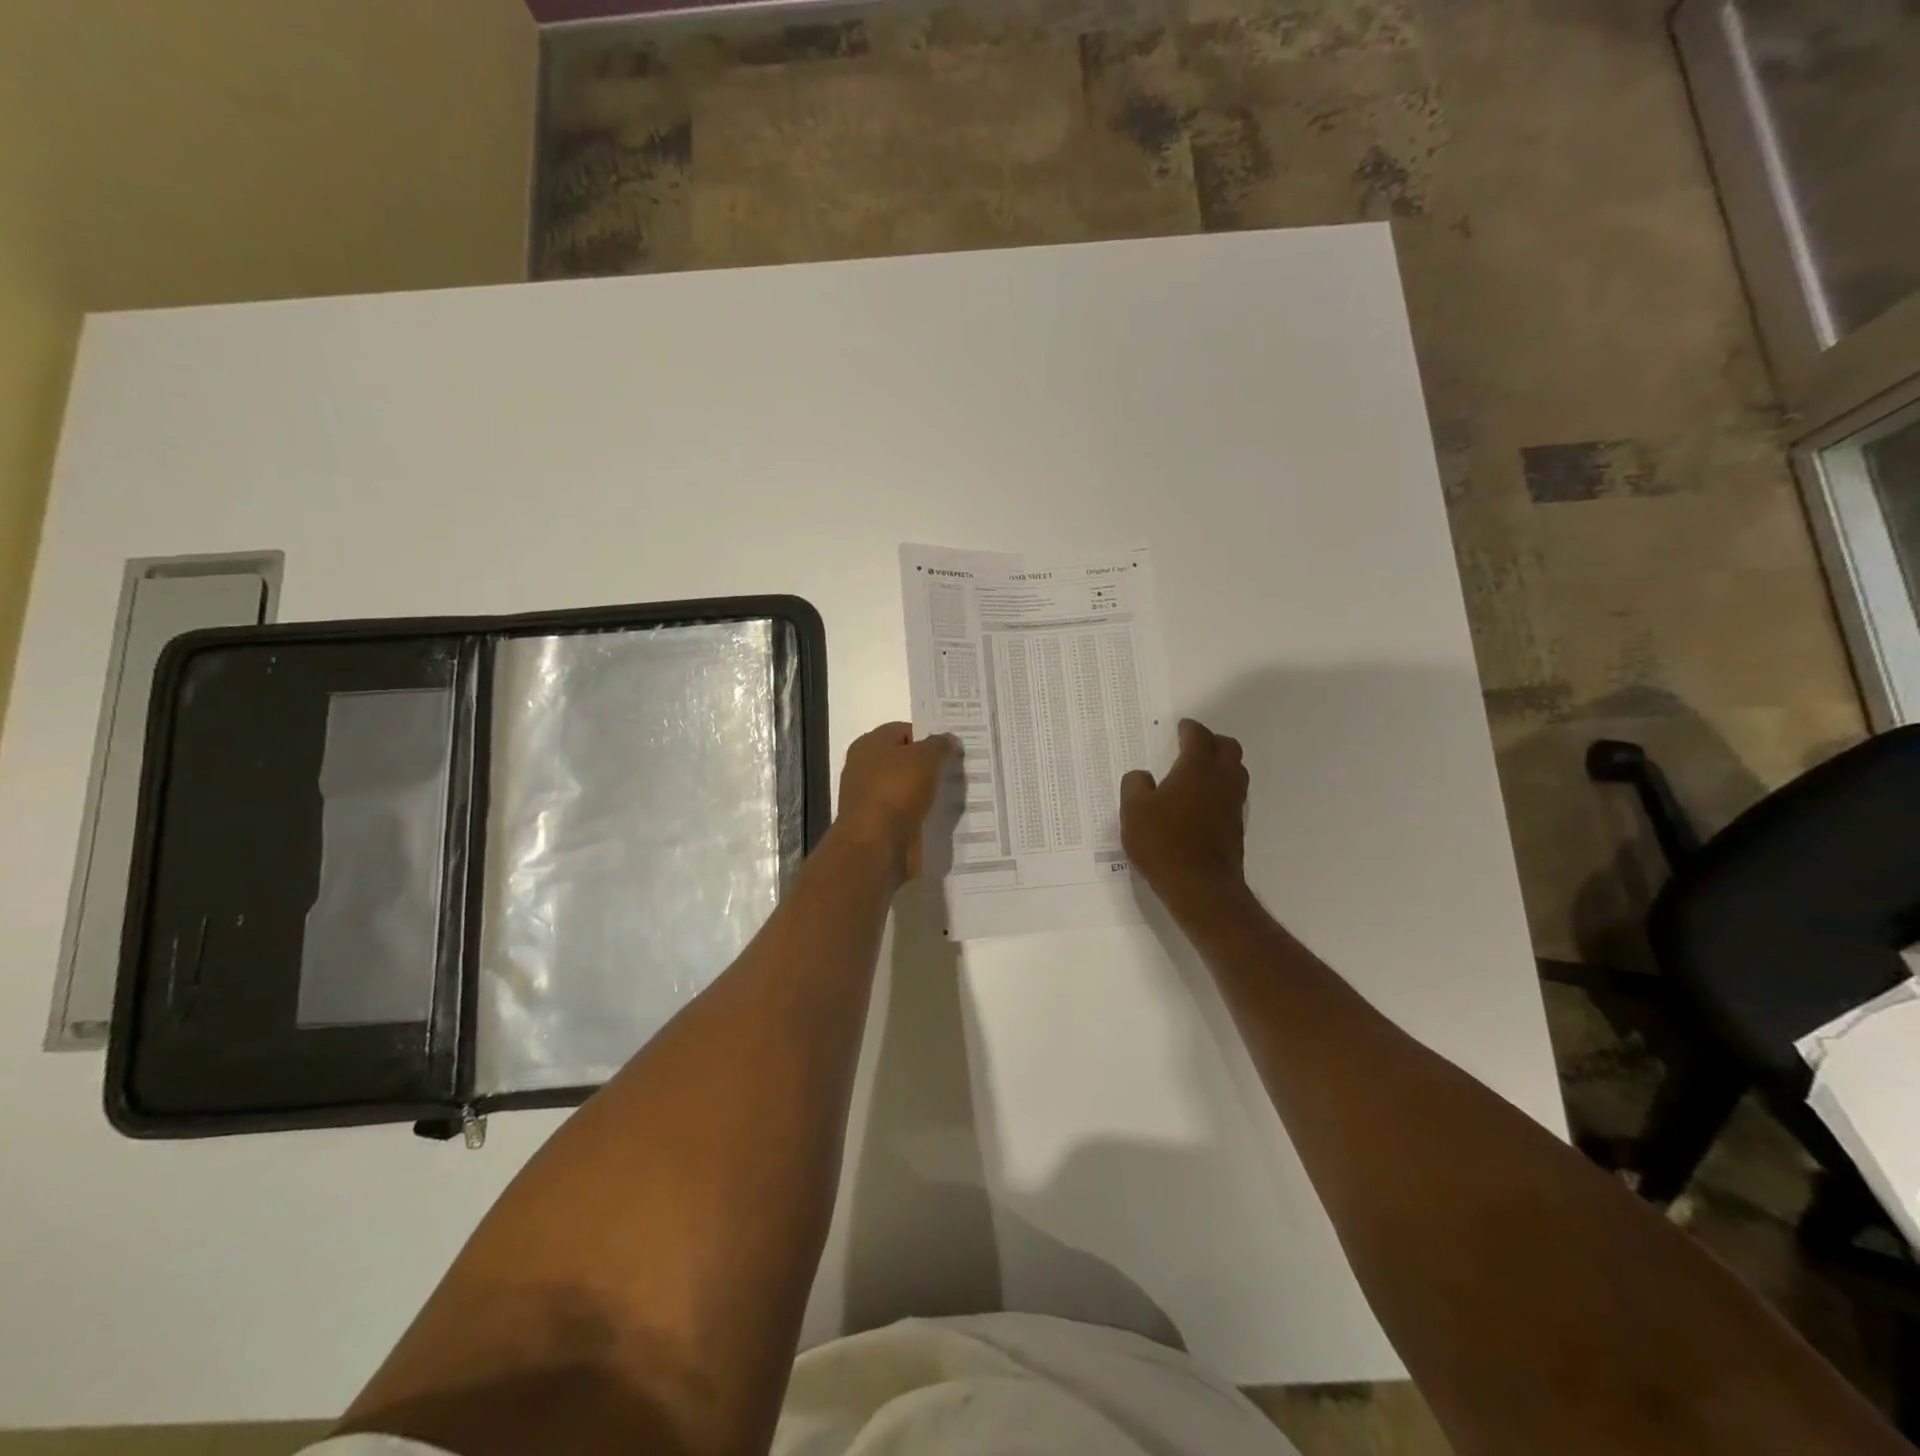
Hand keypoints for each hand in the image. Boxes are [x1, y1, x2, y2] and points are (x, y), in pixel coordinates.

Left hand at [834, 722, 955, 880]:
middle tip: (957, 771)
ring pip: (905, 788)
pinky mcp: (876, 824)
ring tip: (954, 795)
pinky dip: (918, 814)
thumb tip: (948, 739)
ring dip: (926, 792)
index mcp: (869, 744)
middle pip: (904, 760)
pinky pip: (903, 812)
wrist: (875, 845)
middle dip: (929, 766)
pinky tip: (938, 817)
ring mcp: (868, 798)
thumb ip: (939, 745)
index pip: (904, 731)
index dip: (929, 737)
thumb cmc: (897, 790)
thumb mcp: (925, 758)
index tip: (953, 750)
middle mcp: (863, 767)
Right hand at [1121, 718, 1247, 910]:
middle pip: (1229, 748)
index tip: (1181, 727)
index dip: (1189, 729)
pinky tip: (1202, 802)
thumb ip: (1135, 785)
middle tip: (1193, 745)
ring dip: (1221, 765)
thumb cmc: (1163, 842)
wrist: (1200, 886)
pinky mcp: (1236, 826)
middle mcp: (1221, 779)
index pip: (1198, 736)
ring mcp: (1233, 804)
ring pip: (1236, 772)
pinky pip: (1233, 795)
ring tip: (1199, 772)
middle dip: (1212, 742)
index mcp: (1197, 768)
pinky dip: (1221, 789)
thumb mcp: (1134, 810)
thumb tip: (1143, 777)